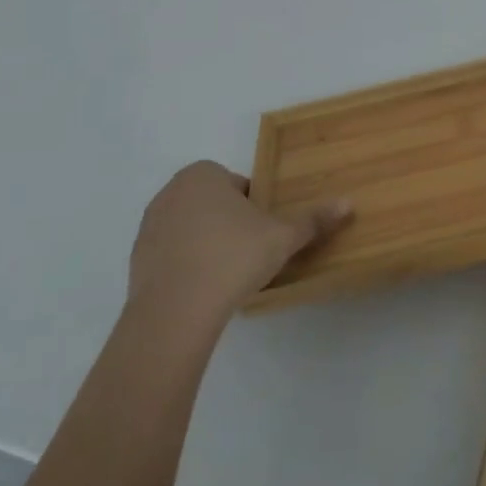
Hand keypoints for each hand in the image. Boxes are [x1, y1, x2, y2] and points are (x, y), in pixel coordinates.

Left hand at [128, 161, 351, 318]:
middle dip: (232, 223)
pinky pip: (172, 255)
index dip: (256, 208)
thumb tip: (349, 203)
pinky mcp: (136, 260)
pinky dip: (188, 265)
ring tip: (228, 274)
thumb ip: (313, 220)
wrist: (175, 312)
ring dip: (209, 244)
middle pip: (214, 204)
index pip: (239, 185)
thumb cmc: (233, 257)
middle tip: (252, 252)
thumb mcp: (282, 237)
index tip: (265, 233)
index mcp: (203, 174)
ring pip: (192, 228)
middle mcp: (171, 191)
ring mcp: (149, 226)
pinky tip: (204, 289)